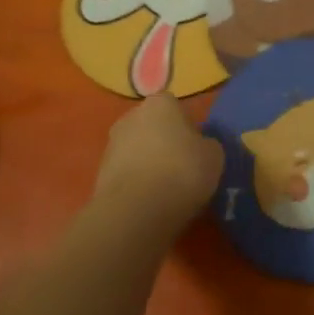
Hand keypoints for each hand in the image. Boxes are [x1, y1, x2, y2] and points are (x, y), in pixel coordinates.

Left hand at [94, 93, 223, 224]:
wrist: (135, 211)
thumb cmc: (181, 172)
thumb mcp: (214, 156)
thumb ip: (206, 145)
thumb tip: (200, 147)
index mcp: (161, 103)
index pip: (177, 108)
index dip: (189, 128)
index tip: (197, 150)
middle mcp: (132, 116)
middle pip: (154, 127)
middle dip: (165, 143)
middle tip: (182, 168)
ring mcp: (112, 144)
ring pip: (138, 150)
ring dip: (149, 164)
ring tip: (166, 190)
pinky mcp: (100, 173)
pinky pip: (127, 173)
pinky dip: (137, 184)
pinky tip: (149, 202)